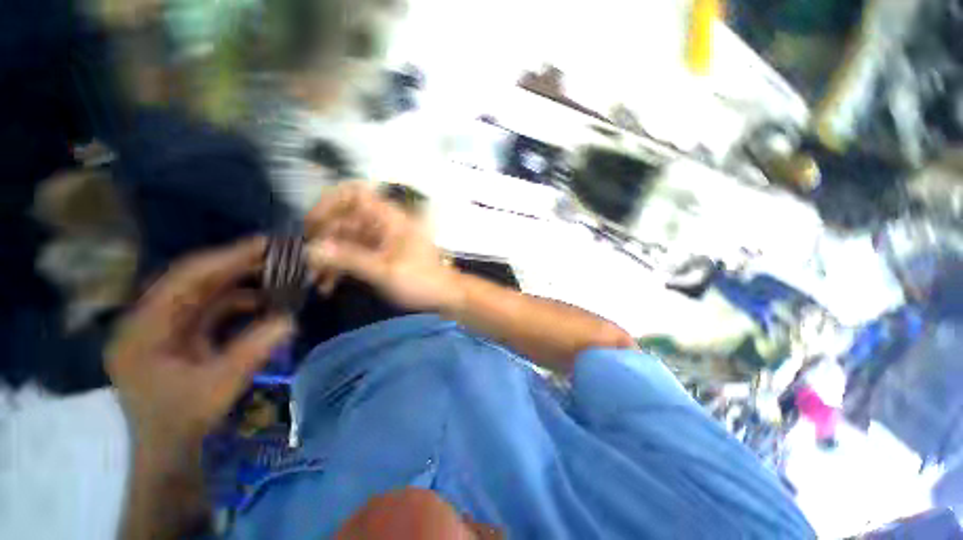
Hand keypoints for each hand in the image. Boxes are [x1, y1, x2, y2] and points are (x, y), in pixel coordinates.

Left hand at [107, 238, 293, 453]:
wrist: (169, 455)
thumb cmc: (183, 425)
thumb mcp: (219, 387)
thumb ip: (253, 350)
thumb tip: (290, 320)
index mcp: (144, 330)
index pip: (185, 279)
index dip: (226, 258)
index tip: (265, 244)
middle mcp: (149, 322)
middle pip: (194, 281)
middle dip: (236, 265)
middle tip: (276, 253)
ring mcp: (165, 329)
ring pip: (205, 293)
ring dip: (240, 283)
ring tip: (276, 273)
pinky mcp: (181, 338)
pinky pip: (211, 310)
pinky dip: (239, 303)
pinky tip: (265, 302)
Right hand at [304, 183, 462, 311]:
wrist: (444, 295)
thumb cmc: (421, 281)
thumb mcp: (385, 271)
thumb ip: (350, 259)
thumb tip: (312, 249)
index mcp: (389, 219)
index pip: (355, 194)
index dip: (330, 202)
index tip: (313, 225)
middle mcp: (383, 224)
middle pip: (344, 219)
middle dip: (324, 240)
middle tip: (308, 263)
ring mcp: (381, 240)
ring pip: (346, 239)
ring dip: (329, 258)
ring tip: (316, 281)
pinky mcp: (380, 254)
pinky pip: (354, 253)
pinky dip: (340, 266)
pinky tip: (329, 285)